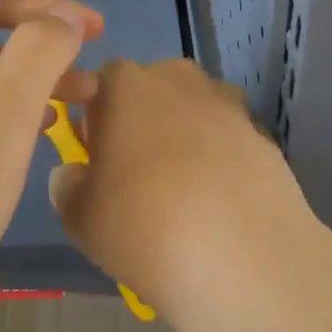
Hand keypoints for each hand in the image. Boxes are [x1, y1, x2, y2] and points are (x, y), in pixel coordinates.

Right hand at [51, 60, 331, 331]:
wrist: (240, 255)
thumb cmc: (143, 226)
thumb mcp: (81, 218)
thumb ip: (69, 187)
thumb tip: (76, 174)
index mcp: (125, 84)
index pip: (100, 84)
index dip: (95, 119)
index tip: (96, 158)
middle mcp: (176, 77)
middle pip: (150, 92)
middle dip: (141, 124)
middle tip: (137, 178)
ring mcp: (225, 101)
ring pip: (191, 113)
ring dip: (183, 139)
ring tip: (184, 196)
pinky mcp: (261, 130)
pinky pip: (226, 139)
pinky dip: (219, 160)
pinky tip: (218, 204)